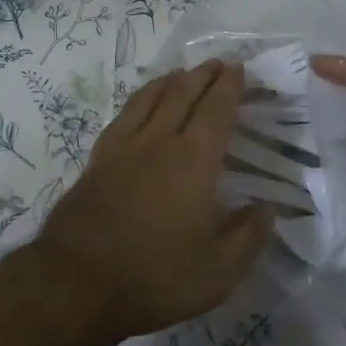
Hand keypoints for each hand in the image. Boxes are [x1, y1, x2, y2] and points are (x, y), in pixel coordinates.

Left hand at [31, 61, 270, 338]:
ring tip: (182, 73)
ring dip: (170, 80)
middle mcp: (158, 142)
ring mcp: (123, 147)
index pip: (215, 112)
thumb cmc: (154, 278)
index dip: (229, 87)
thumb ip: (247, 237)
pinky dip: (140, 99)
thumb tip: (268, 209)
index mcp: (193, 162)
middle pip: (182, 95)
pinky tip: (141, 104)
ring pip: (149, 98)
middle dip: (202, 75)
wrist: (77, 282)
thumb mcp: (216, 273)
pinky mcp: (98, 158)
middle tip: (217, 63)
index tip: (238, 68)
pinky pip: (124, 114)